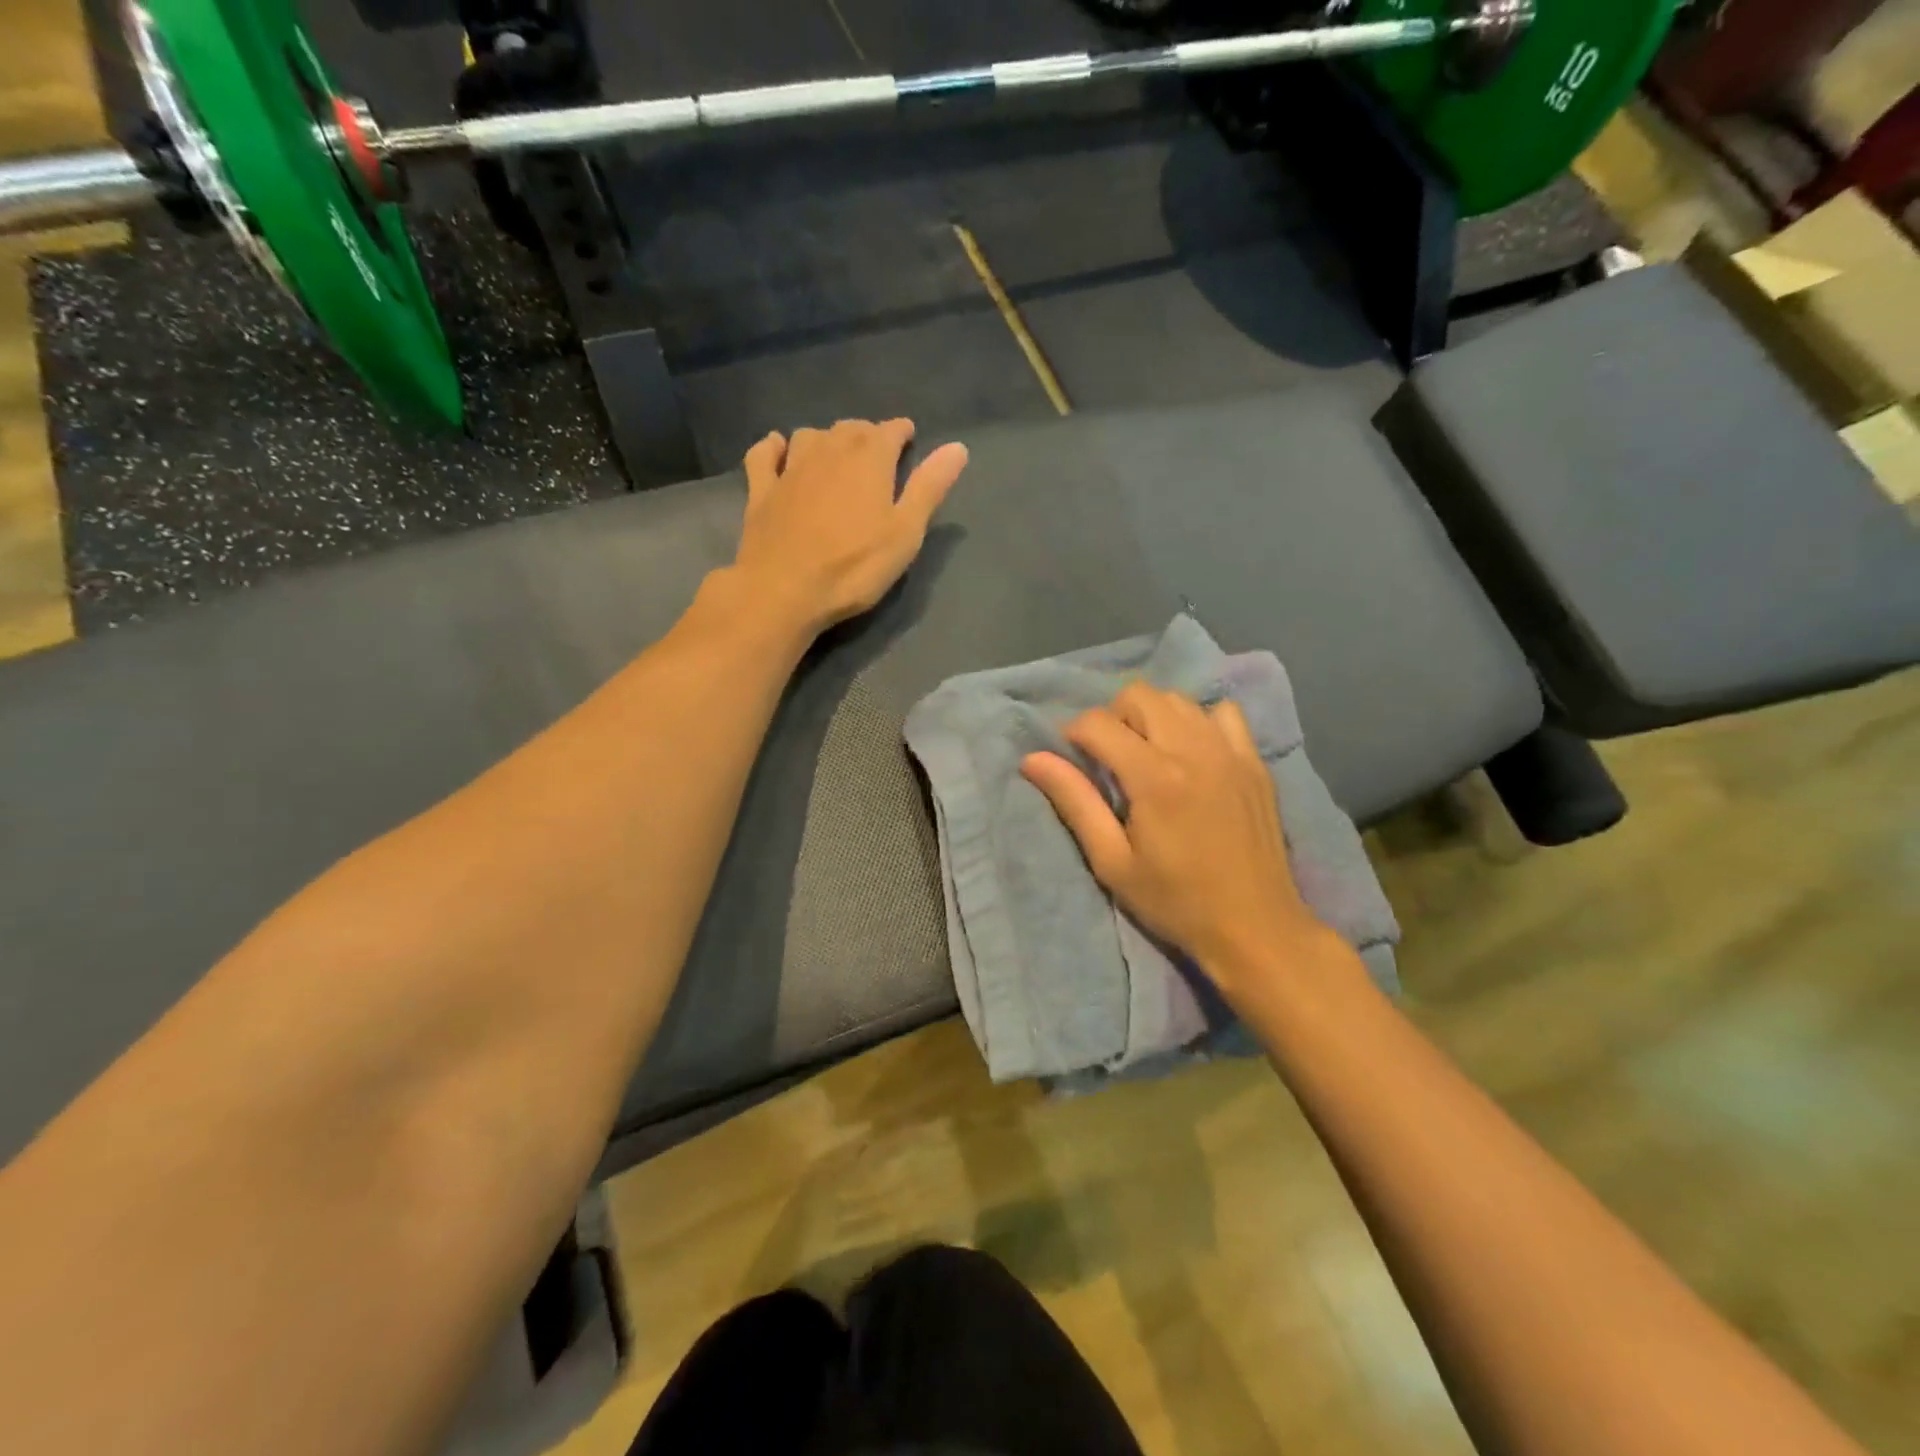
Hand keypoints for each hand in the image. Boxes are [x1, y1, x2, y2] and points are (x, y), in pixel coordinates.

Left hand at [731, 419, 967, 634]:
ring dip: (826, 439)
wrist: (783, 591)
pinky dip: (774, 447)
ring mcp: (790, 468)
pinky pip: (764, 453)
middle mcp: (829, 451)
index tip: (908, 438)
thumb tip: (958, 447)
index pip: (890, 431)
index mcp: (869, 460)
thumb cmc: (854, 567)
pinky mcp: (760, 490)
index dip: (901, 432)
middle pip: (850, 429)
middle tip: (876, 452)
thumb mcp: (905, 533)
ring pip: (810, 435)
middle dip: (866, 434)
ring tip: (834, 455)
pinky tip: (779, 451)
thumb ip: (929, 488)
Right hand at [1021, 683, 1350, 1005]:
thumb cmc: (1175, 901)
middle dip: (1112, 717)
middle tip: (1108, 757)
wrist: (1255, 927)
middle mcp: (1193, 749)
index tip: (1073, 759)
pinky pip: (1223, 713)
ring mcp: (1230, 751)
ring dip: (1151, 715)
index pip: (1098, 722)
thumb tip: (1033, 759)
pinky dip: (1199, 720)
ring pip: (1179, 699)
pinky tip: (1193, 752)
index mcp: (1154, 776)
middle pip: (1139, 695)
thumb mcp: (1112, 862)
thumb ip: (1075, 802)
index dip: (1073, 733)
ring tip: (1146, 753)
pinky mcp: (1254, 761)